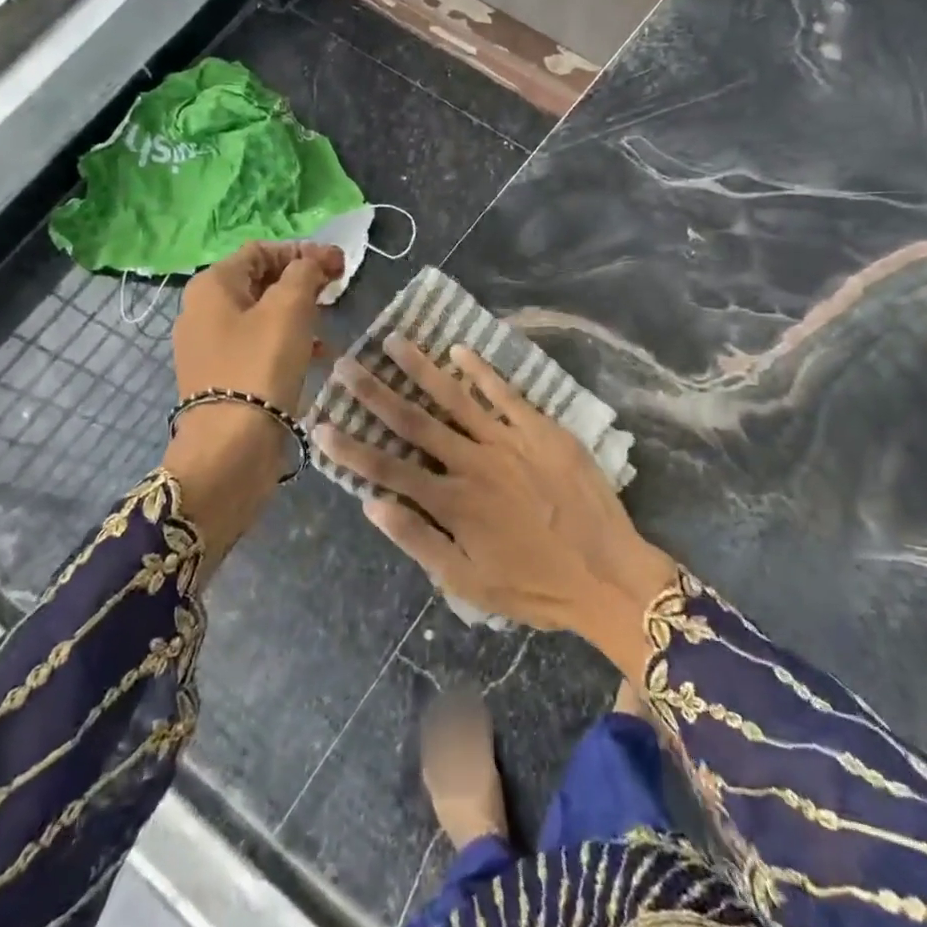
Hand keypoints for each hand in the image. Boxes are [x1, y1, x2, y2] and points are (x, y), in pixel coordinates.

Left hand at [164, 241, 342, 559]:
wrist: (230, 448)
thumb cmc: (260, 366)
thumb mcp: (290, 308)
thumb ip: (304, 274)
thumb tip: (312, 263)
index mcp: (212, 286)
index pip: (261, 251)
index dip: (302, 251)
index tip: (339, 266)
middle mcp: (203, 311)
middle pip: (259, 281)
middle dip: (300, 281)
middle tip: (336, 290)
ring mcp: (210, 348)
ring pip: (262, 315)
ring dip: (298, 313)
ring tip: (330, 324)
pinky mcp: (222, 378)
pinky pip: (259, 347)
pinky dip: (288, 343)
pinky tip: (318, 356)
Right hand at [316, 335, 678, 680]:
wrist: (608, 574)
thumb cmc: (535, 585)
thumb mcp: (467, 582)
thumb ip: (417, 540)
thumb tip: (371, 504)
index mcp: (452, 502)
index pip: (387, 469)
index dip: (349, 446)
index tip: (319, 422)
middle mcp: (473, 462)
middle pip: (414, 421)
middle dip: (375, 392)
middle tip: (346, 363)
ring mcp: (509, 440)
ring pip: (456, 397)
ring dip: (422, 368)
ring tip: (394, 340)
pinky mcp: (541, 429)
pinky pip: (505, 393)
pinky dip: (482, 370)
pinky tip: (459, 349)